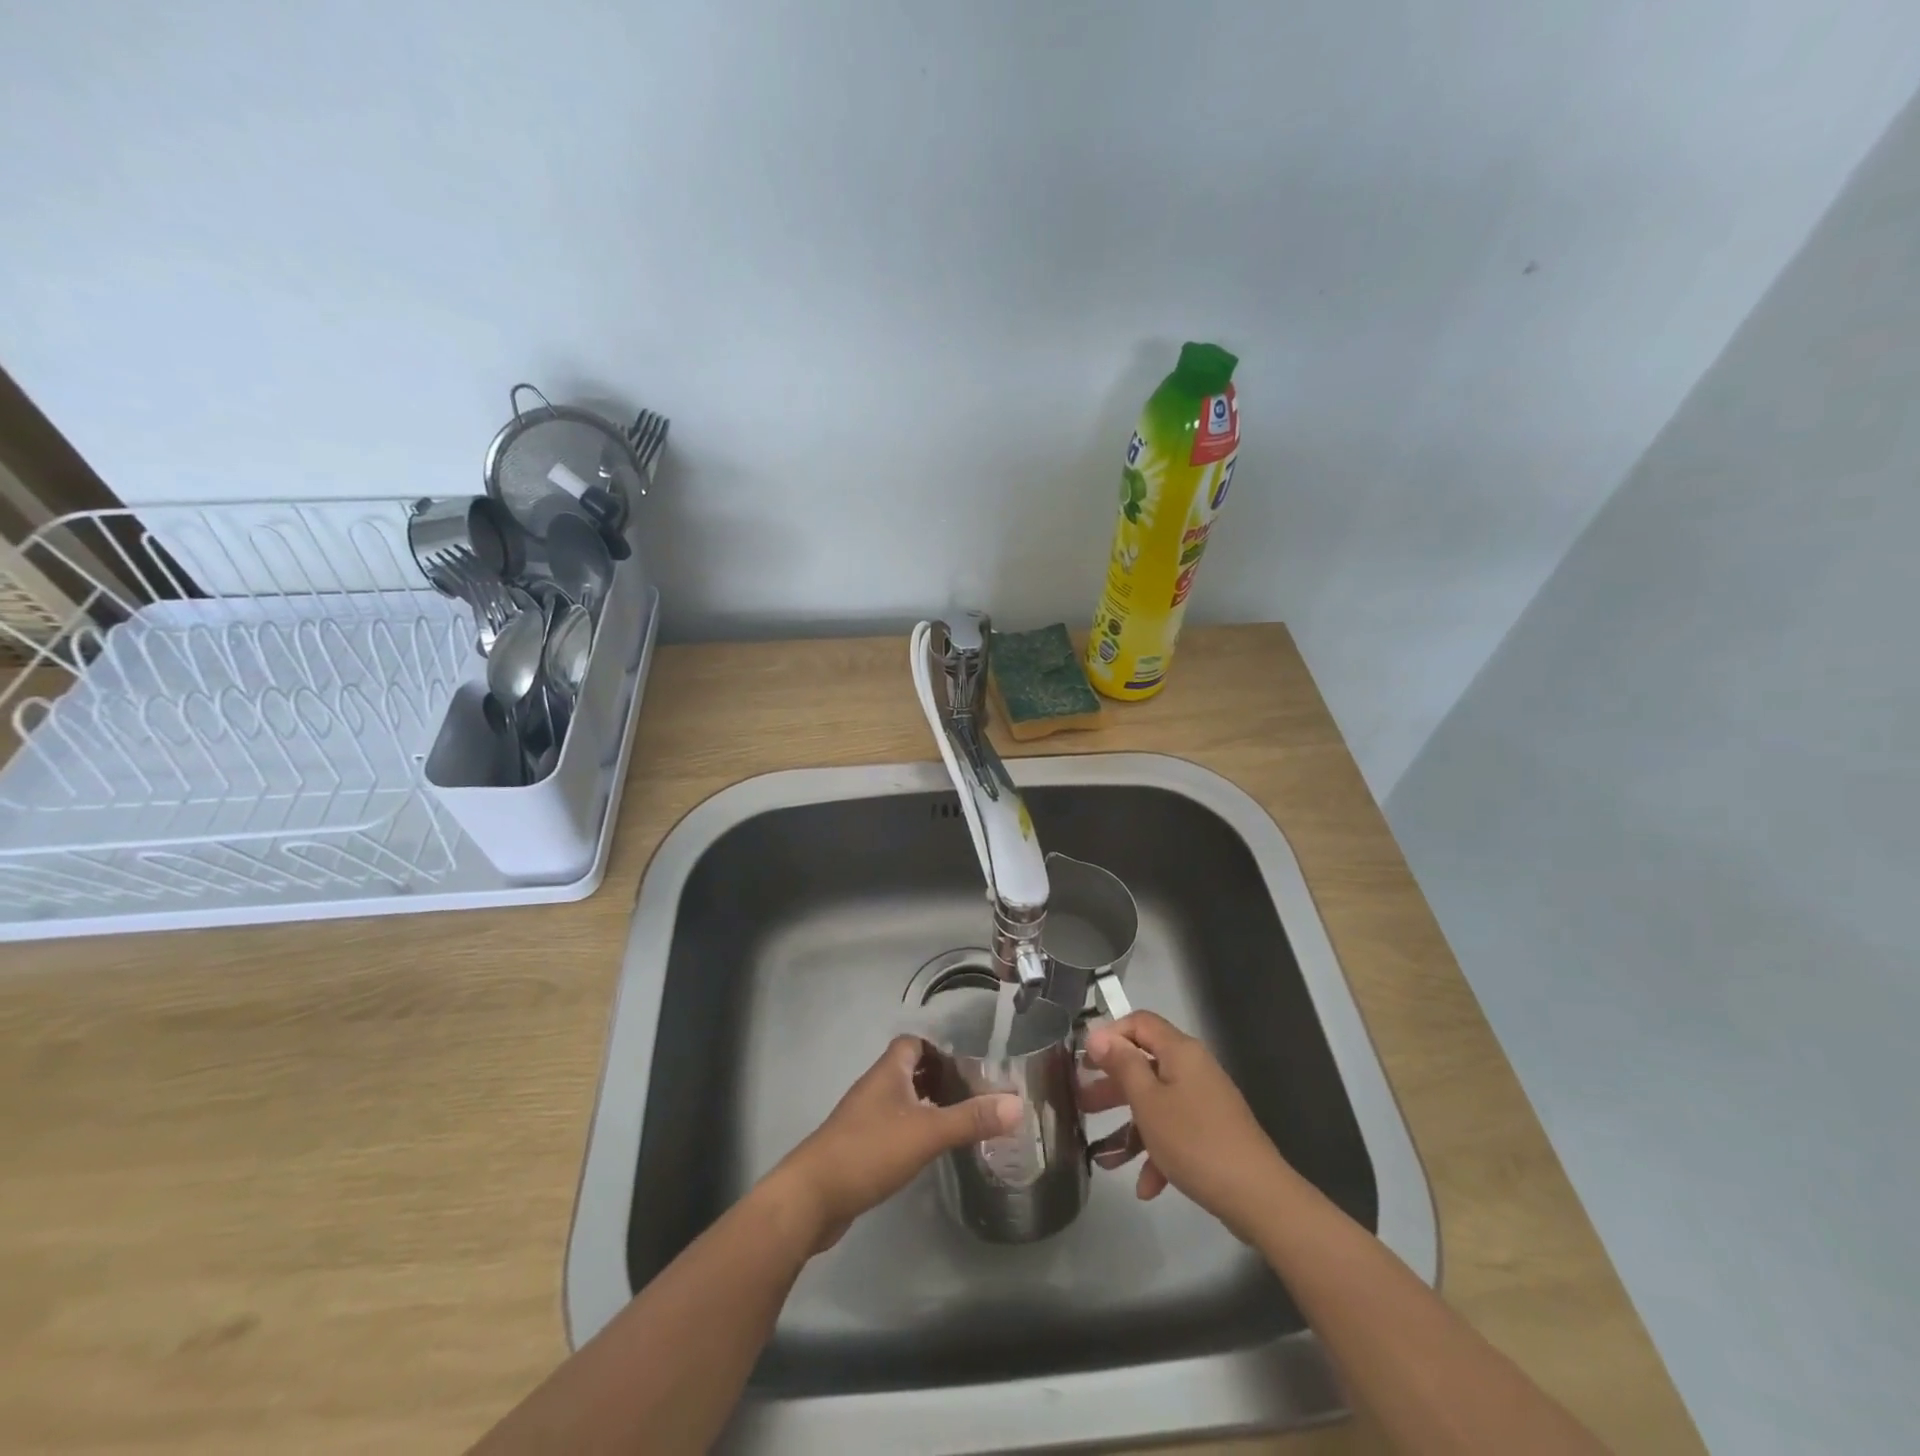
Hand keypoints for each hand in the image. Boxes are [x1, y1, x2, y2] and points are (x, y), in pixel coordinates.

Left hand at [770, 1036, 1020, 1251]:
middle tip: (969, 1096)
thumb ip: (971, 1119)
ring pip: (899, 1101)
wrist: (812, 1197)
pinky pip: (890, 1128)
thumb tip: (1017, 1104)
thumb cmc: (869, 1151)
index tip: (967, 1066)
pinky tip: (926, 1152)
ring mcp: (862, 1119)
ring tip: (956, 1123)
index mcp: (887, 1072)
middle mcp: (874, 1088)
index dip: (939, 1049)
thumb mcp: (927, 1133)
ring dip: (924, 1107)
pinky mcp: (857, 1148)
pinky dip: (910, 1132)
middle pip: (907, 1071)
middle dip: (937, 1079)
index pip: (913, 1043)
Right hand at [1082, 1011, 1292, 1239]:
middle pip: (1144, 1064)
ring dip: (1129, 1127)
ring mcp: (1204, 1102)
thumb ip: (1122, 1065)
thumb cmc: (1194, 1141)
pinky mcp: (1211, 1133)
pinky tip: (1144, 1186)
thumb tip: (1098, 1033)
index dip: (1110, 1034)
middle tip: (1081, 1102)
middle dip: (1112, 1085)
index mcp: (1180, 1052)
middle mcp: (1193, 1069)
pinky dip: (1156, 1152)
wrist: (1258, 1197)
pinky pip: (1175, 1132)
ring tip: (1102, 1155)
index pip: (1139, 1022)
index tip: (1085, 1060)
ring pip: (1156, 1103)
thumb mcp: (1148, 1101)